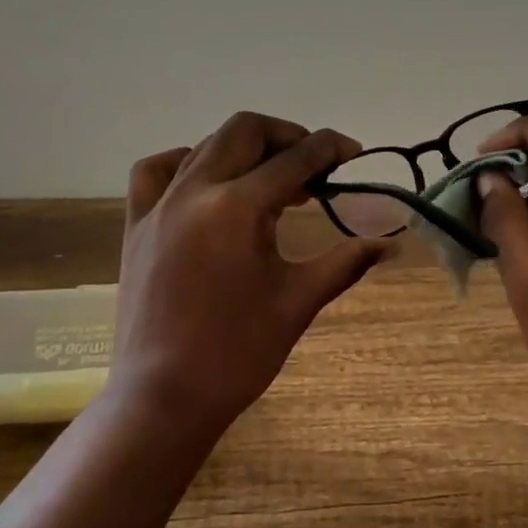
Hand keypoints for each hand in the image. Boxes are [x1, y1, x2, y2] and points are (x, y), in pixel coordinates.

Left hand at [113, 112, 392, 430]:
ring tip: (269, 177)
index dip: (330, 148)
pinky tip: (206, 183)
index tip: (353, 154)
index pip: (295, 158)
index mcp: (238, 207)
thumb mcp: (298, 302)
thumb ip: (345, 262)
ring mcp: (158, 206)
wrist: (165, 397)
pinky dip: (185, 163)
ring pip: (203, 146)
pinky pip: (155, 172)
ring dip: (243, 149)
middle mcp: (195, 191)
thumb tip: (390, 244)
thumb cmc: (238, 352)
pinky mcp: (136, 226)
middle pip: (244, 130)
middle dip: (286, 136)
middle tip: (315, 165)